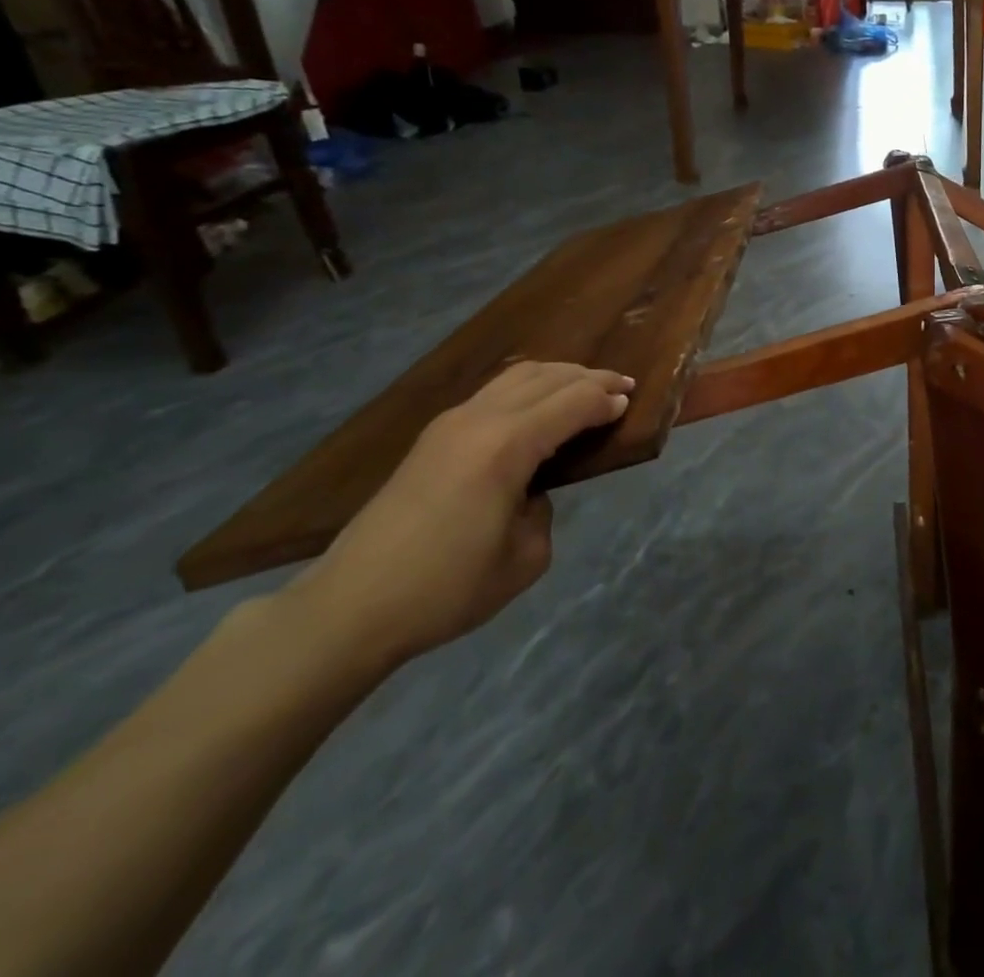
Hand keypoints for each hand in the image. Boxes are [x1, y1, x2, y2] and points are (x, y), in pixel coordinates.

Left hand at [289, 362, 634, 667]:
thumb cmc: (446, 589)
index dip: (608, 400)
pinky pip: (495, 392)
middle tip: (622, 387)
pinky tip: (539, 407)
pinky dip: (529, 388)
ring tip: (586, 389)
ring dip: (558, 376)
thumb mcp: (526, 557)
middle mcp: (480, 420)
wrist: (349, 608)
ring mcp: (450, 423)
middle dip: (591, 377)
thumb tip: (532, 489)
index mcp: (507, 446)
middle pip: (548, 376)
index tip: (633, 403)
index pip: (573, 402)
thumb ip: (543, 509)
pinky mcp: (432, 436)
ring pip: (518, 375)